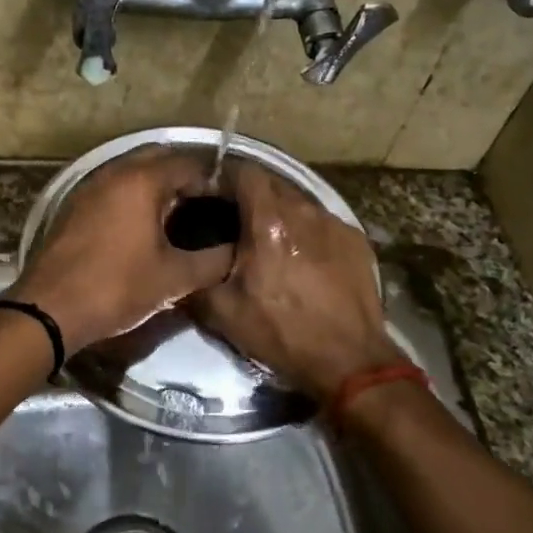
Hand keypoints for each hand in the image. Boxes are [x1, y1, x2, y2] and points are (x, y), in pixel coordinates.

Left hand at [11, 148, 233, 354]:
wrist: (50, 309)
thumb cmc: (117, 287)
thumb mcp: (174, 279)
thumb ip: (213, 262)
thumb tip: (237, 252)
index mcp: (142, 181)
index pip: (190, 164)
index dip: (215, 181)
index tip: (231, 203)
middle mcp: (115, 172)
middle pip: (160, 160)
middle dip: (186, 178)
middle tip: (208, 204)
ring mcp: (91, 187)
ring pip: (134, 173)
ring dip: (159, 186)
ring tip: (181, 215)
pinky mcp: (76, 206)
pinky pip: (114, 189)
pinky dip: (134, 197)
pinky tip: (145, 225)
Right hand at [190, 162, 402, 404]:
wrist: (349, 361)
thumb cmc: (282, 333)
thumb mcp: (223, 312)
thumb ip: (195, 280)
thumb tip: (177, 268)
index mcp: (269, 220)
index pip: (244, 172)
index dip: (223, 175)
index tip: (209, 191)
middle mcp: (304, 211)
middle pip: (272, 184)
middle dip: (250, 194)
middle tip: (233, 218)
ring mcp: (335, 223)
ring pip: (299, 202)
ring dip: (279, 212)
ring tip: (268, 239)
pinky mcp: (356, 240)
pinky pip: (322, 223)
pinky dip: (307, 231)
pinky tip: (302, 257)